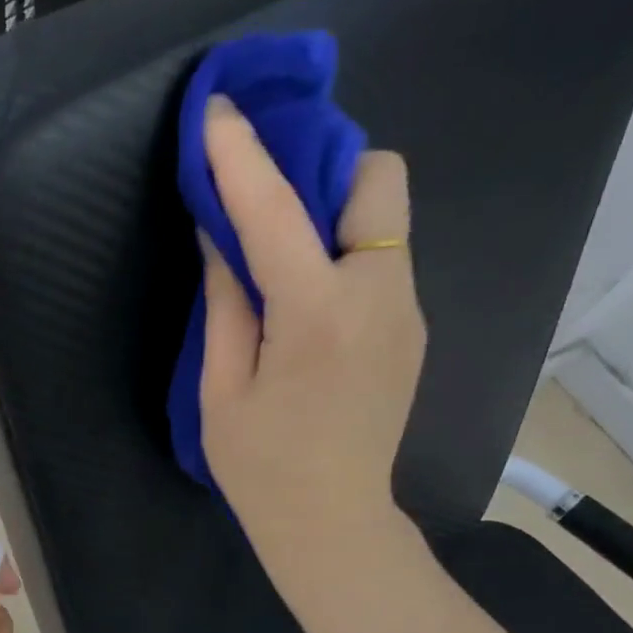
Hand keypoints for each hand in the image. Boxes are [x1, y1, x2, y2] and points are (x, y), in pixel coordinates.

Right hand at [198, 95, 426, 603]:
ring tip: (287, 258)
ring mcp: (407, 311)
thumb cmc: (261, 468)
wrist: (333, 523)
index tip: (219, 109)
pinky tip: (311, 302)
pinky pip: (385, 261)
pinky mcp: (413, 329)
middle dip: (326, 167)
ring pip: (386, 218)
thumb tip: (220, 232)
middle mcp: (378, 295)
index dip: (243, 154)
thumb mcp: (220, 390)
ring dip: (336, 212)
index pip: (275, 211)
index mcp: (315, 315)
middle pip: (377, 179)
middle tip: (273, 203)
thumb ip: (225, 302)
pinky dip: (347, 254)